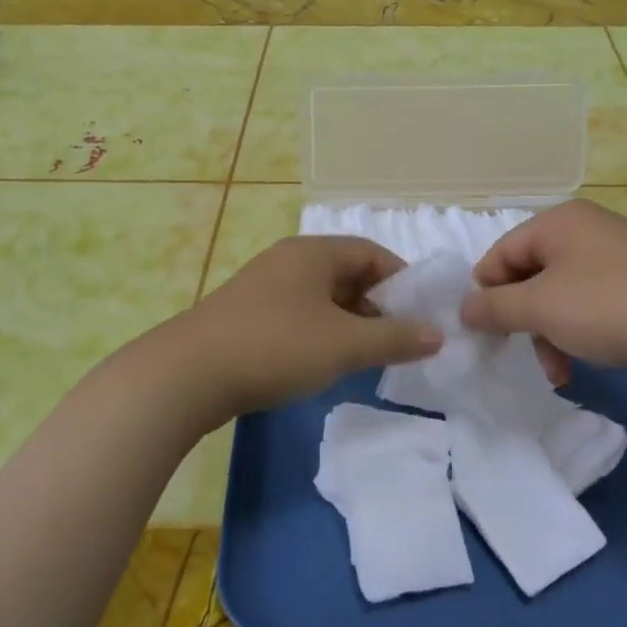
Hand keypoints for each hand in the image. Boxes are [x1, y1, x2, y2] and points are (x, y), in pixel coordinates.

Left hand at [151, 236, 442, 423]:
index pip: (371, 253)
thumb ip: (394, 338)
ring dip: (349, 321)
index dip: (402, 280)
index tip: (422, 313)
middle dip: (377, 304)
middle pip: (346, 273)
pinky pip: (298, 314)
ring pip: (321, 297)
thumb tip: (437, 334)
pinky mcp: (246, 314)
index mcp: (313, 252)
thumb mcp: (344, 344)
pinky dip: (321, 332)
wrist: (189, 374)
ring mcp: (263, 286)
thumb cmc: (276, 346)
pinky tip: (324, 362)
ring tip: (366, 355)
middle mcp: (288, 260)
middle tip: (398, 339)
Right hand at [461, 199, 626, 381]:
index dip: (486, 295)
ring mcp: (612, 255)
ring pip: (558, 295)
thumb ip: (494, 307)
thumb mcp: (542, 308)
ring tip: (558, 372)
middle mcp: (582, 230)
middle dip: (522, 321)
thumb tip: (464, 307)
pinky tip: (584, 362)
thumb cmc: (611, 306)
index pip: (499, 255)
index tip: (486, 335)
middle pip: (528, 276)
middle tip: (522, 355)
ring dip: (550, 334)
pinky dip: (579, 331)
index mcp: (556, 222)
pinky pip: (590, 303)